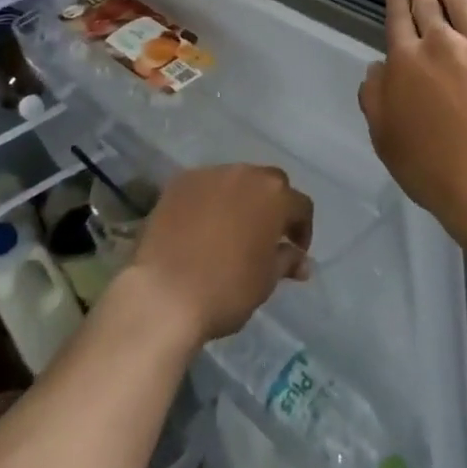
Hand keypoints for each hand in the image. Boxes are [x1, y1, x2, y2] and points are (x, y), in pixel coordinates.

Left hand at [127, 165, 312, 343]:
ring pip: (235, 181)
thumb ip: (286, 261)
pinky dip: (209, 201)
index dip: (302, 228)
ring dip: (240, 200)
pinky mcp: (180, 182)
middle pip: (269, 183)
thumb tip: (301, 260)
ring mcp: (210, 175)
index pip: (300, 205)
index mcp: (274, 196)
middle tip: (266, 235)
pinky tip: (200, 226)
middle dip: (273, 206)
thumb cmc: (226, 290)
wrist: (164, 293)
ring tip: (231, 229)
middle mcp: (245, 174)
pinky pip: (204, 187)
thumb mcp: (265, 281)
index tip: (295, 251)